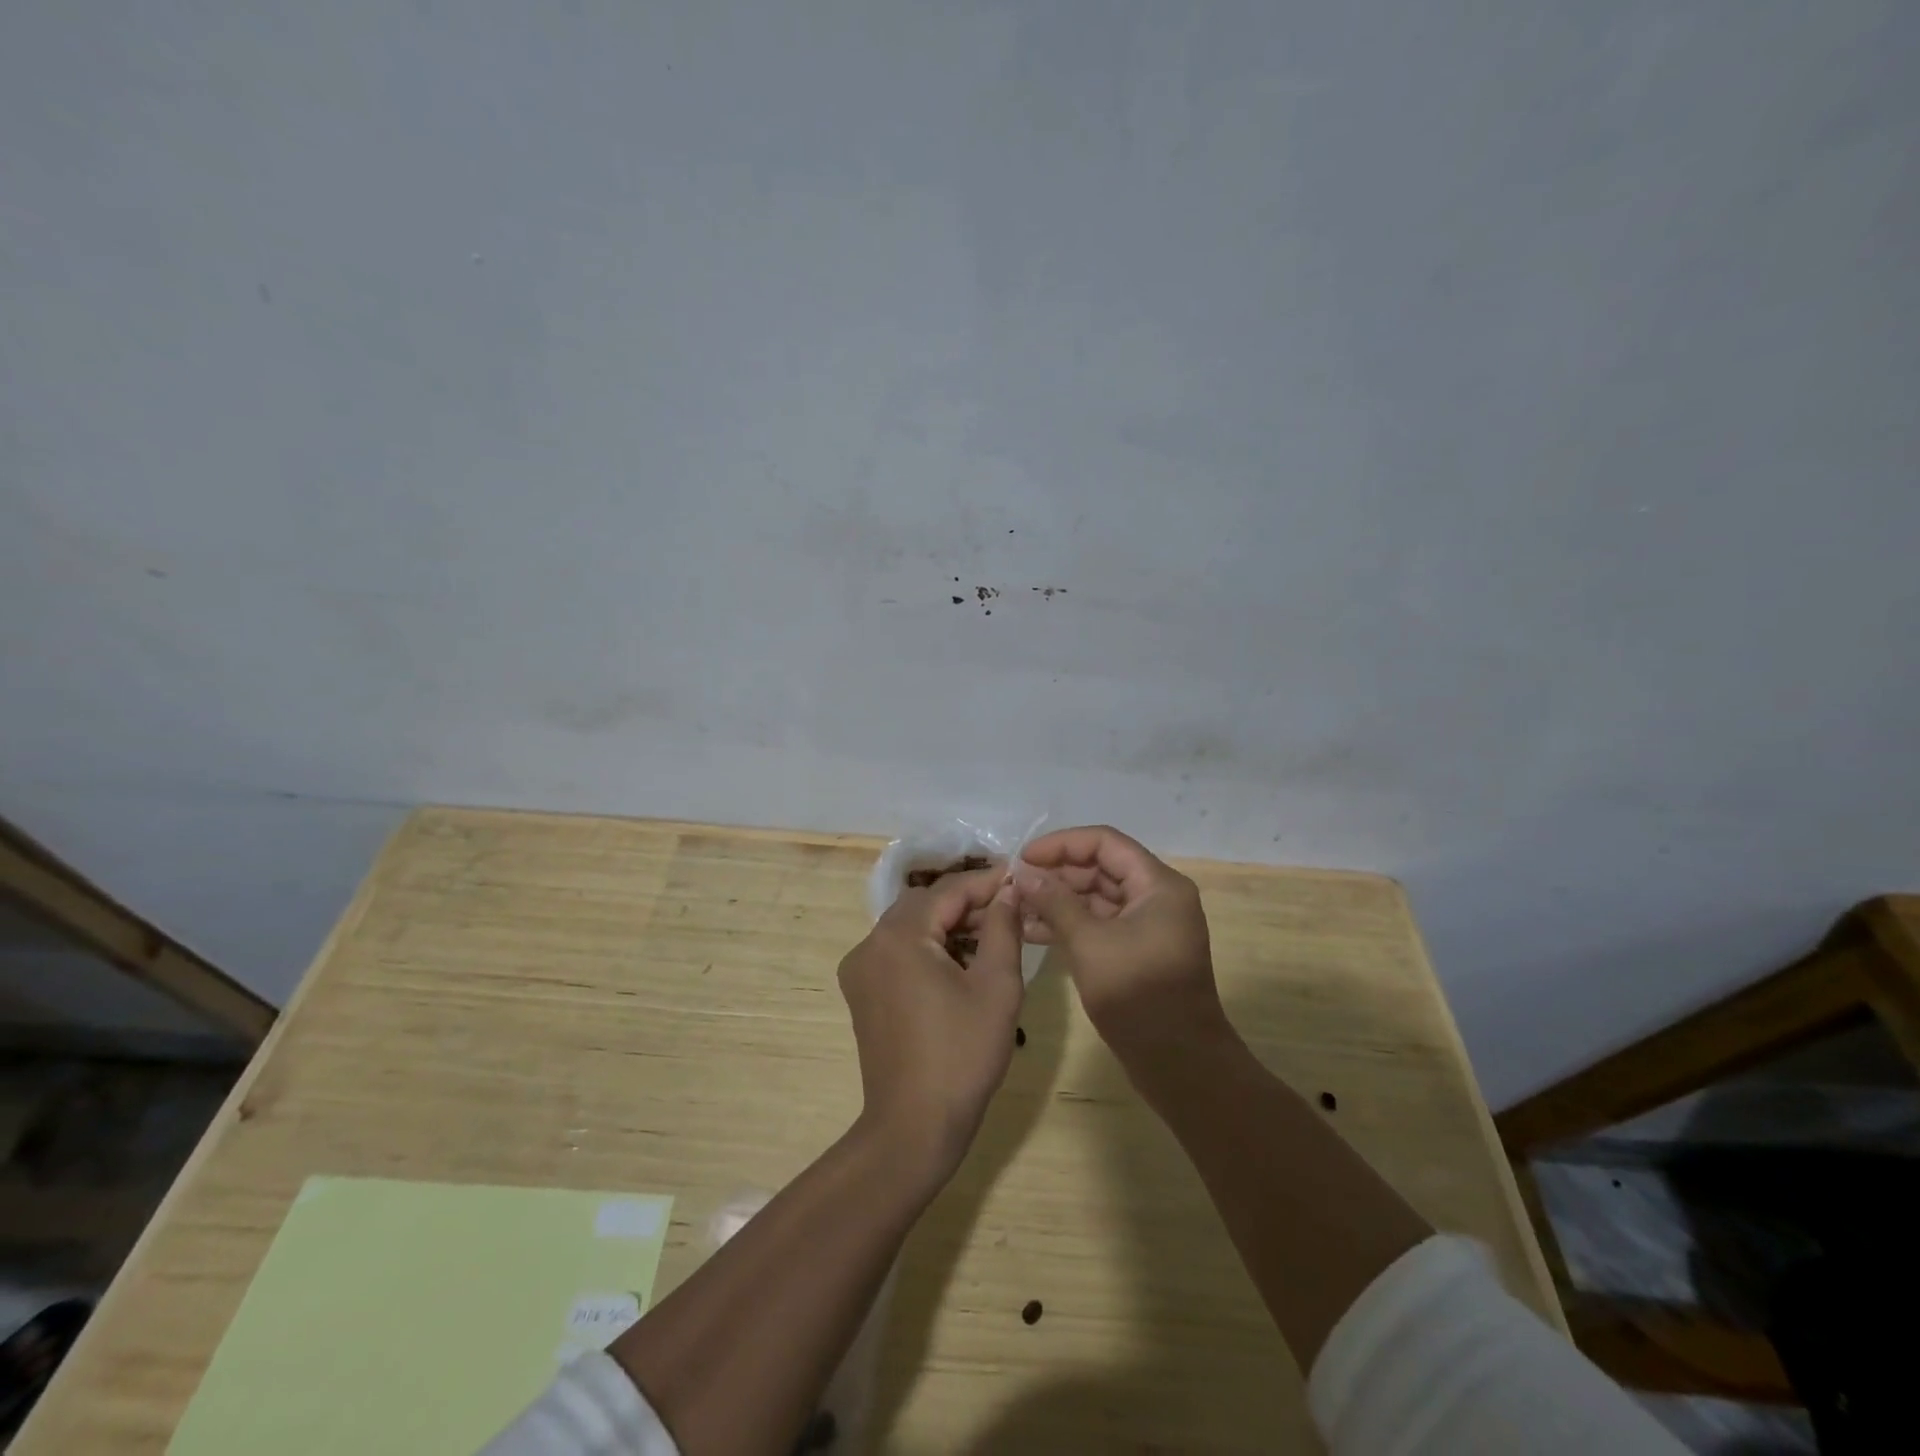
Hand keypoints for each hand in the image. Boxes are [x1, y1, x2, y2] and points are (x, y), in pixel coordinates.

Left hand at [838, 867, 1024, 1182]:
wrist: (913, 1127)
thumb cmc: (961, 1056)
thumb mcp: (996, 987)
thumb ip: (1003, 929)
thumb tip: (1009, 892)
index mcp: (899, 936)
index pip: (948, 890)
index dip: (987, 882)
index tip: (1021, 878)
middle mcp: (870, 943)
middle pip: (924, 903)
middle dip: (967, 902)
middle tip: (1009, 909)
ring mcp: (860, 968)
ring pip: (910, 926)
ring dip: (947, 924)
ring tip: (991, 934)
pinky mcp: (861, 992)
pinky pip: (897, 951)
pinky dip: (928, 946)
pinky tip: (959, 962)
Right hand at [1013, 826, 1228, 1063]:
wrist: (1179, 1063)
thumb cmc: (1138, 995)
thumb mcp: (1089, 943)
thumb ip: (1055, 902)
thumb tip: (1023, 873)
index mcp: (1158, 885)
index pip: (1105, 842)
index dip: (1062, 844)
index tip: (1023, 857)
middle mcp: (1157, 897)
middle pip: (1100, 867)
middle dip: (1056, 873)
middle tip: (1014, 884)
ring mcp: (1147, 925)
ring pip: (1097, 897)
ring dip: (1058, 900)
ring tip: (1015, 907)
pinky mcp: (1136, 950)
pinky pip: (1099, 923)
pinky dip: (1069, 924)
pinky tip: (1031, 931)